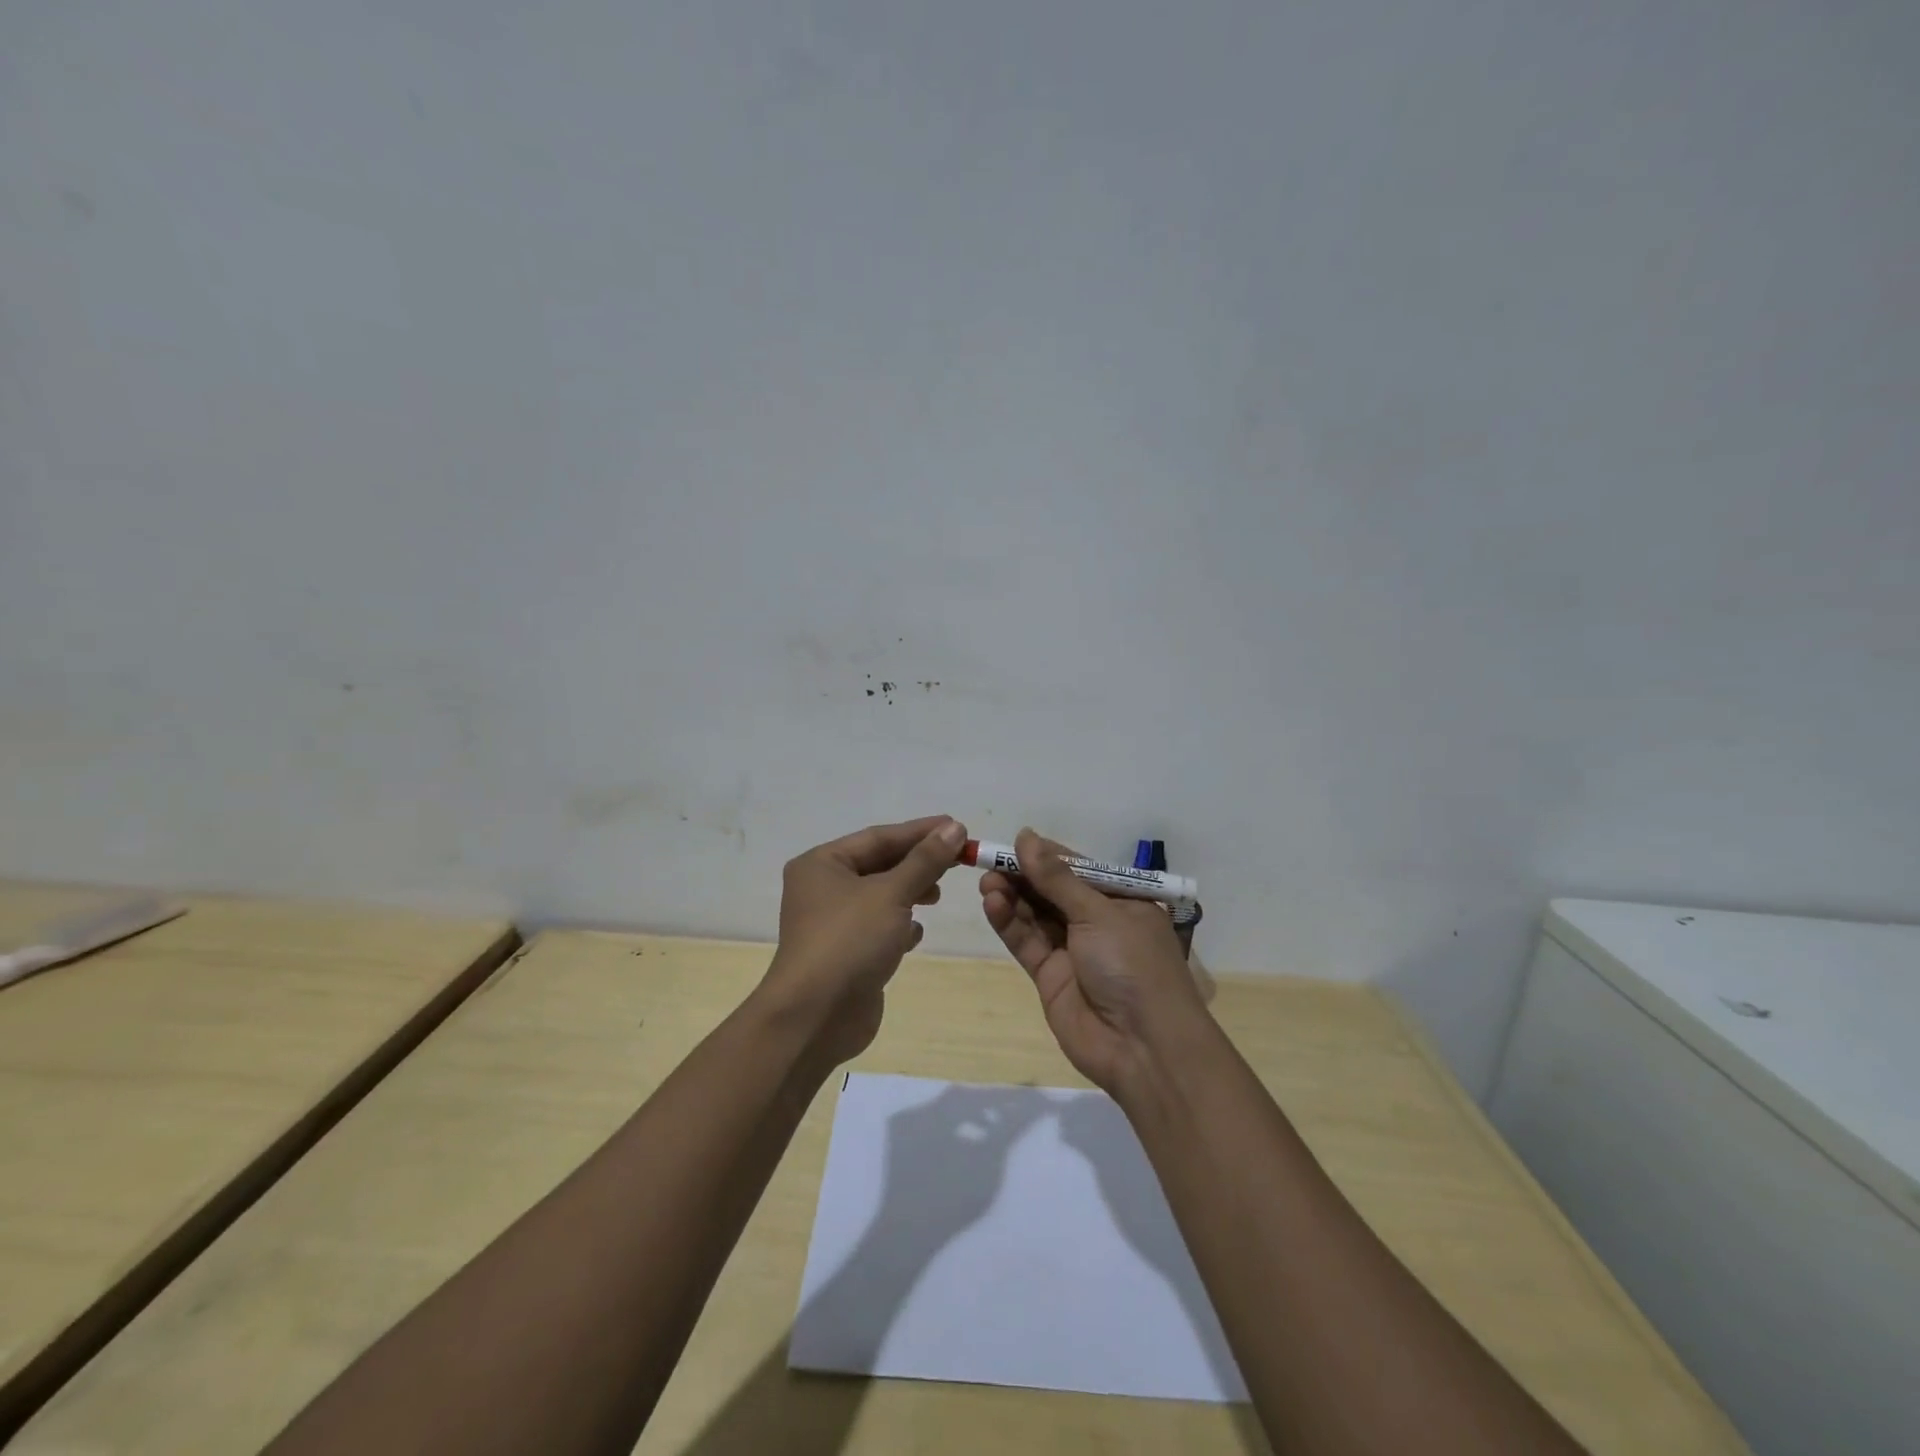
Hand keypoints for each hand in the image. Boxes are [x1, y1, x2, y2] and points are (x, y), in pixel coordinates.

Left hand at [759, 815, 965, 1064]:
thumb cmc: (849, 941)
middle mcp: (823, 888)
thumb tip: (954, 828)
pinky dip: (898, 926)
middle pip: (879, 865)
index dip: (920, 832)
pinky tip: (914, 935)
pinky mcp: (845, 953)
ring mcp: (832, 923)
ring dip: (910, 894)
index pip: (879, 837)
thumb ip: (924, 860)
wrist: (815, 1018)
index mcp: (822, 864)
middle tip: (957, 861)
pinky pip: (877, 928)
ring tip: (937, 896)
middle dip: (917, 864)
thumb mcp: (891, 894)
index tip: (958, 827)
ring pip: (880, 897)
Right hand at [979, 827, 1208, 1093]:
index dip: (1045, 855)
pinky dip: (1009, 922)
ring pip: (1035, 914)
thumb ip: (1057, 878)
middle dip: (1023, 875)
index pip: (1077, 868)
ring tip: (987, 882)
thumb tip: (1025, 835)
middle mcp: (1097, 922)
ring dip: (1012, 896)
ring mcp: (1073, 950)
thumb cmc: (1133, 965)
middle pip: (1052, 890)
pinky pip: (1027, 942)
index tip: (1013, 843)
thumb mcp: (1098, 913)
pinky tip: (992, 903)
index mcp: (1121, 900)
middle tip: (990, 861)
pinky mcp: (1050, 976)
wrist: (1143, 1047)